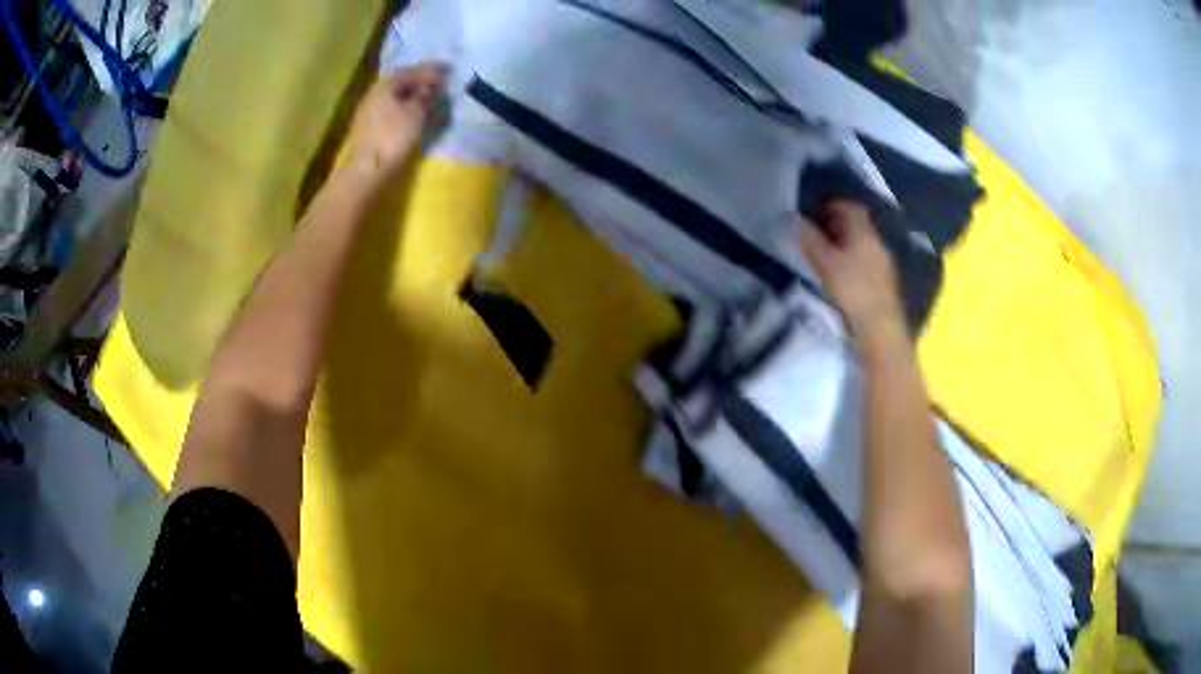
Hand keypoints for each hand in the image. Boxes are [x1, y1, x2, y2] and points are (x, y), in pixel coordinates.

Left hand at [343, 64, 447, 183]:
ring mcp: (369, 111)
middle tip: (440, 84)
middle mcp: (375, 93)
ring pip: (396, 96)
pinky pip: (392, 109)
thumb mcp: (416, 112)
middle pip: (402, 82)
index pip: (413, 71)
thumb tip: (430, 88)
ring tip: (430, 99)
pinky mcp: (369, 128)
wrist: (367, 170)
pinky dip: (405, 108)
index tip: (449, 72)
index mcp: (386, 84)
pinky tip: (415, 113)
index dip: (432, 71)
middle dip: (421, 82)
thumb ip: (426, 96)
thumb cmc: (393, 137)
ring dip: (413, 96)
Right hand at [800, 200, 904, 342]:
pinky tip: (844, 274)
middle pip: (858, 225)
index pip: (850, 207)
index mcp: (863, 232)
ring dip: (847, 244)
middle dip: (839, 225)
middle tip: (819, 233)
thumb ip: (809, 239)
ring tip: (828, 255)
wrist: (879, 325)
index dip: (833, 205)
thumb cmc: (851, 289)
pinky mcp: (885, 281)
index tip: (816, 212)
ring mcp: (884, 262)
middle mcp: (877, 242)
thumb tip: (793, 219)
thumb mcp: (824, 262)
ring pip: (863, 243)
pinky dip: (855, 260)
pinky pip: (867, 260)